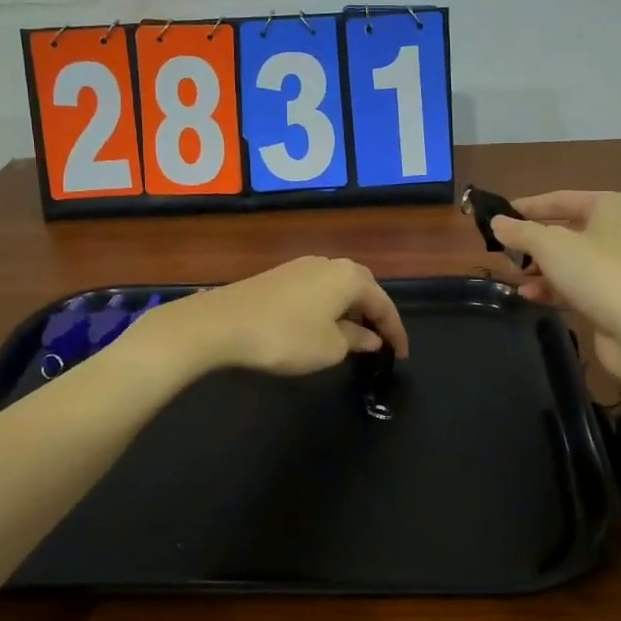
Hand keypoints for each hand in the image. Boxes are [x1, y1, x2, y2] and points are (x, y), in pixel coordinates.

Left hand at [125, 257, 409, 377]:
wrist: (220, 324)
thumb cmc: (285, 337)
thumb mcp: (329, 348)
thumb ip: (355, 340)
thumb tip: (369, 337)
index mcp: (350, 277)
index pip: (384, 304)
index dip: (395, 332)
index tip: (400, 356)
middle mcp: (328, 263)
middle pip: (363, 288)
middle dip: (374, 314)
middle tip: (380, 341)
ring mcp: (300, 267)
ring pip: (337, 288)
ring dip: (349, 310)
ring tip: (353, 337)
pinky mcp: (278, 276)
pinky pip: (316, 291)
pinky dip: (327, 308)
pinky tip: (321, 326)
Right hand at [490, 192, 620, 377]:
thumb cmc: (597, 274)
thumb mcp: (550, 246)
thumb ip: (520, 232)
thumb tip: (496, 222)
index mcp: (609, 206)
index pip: (560, 199)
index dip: (527, 207)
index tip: (497, 216)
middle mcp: (616, 230)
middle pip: (563, 230)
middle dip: (532, 242)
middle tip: (502, 249)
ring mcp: (616, 264)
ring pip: (568, 259)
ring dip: (539, 267)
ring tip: (512, 274)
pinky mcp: (611, 294)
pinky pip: (574, 283)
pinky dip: (552, 288)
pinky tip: (528, 295)